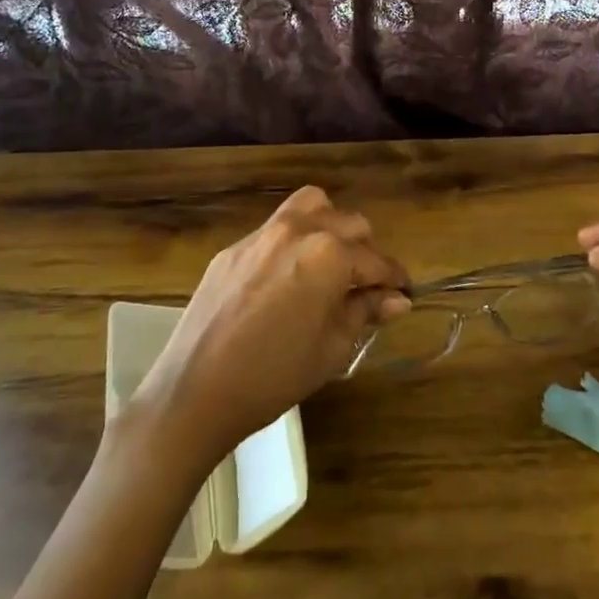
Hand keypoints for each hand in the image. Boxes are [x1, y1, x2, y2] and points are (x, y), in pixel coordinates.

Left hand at [133, 186, 409, 468]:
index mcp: (329, 253)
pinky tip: (288, 280)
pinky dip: (295, 241)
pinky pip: (277, 228)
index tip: (402, 294)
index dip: (394, 279)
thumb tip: (397, 299)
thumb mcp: (332, 347)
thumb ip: (366, 311)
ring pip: (312, 208)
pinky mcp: (234, 247)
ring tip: (329, 266)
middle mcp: (298, 229)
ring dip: (331, 228)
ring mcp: (262, 233)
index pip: (376, 260)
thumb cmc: (274, 375)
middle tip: (364, 288)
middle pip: (350, 223)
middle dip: (365, 252)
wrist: (195, 390)